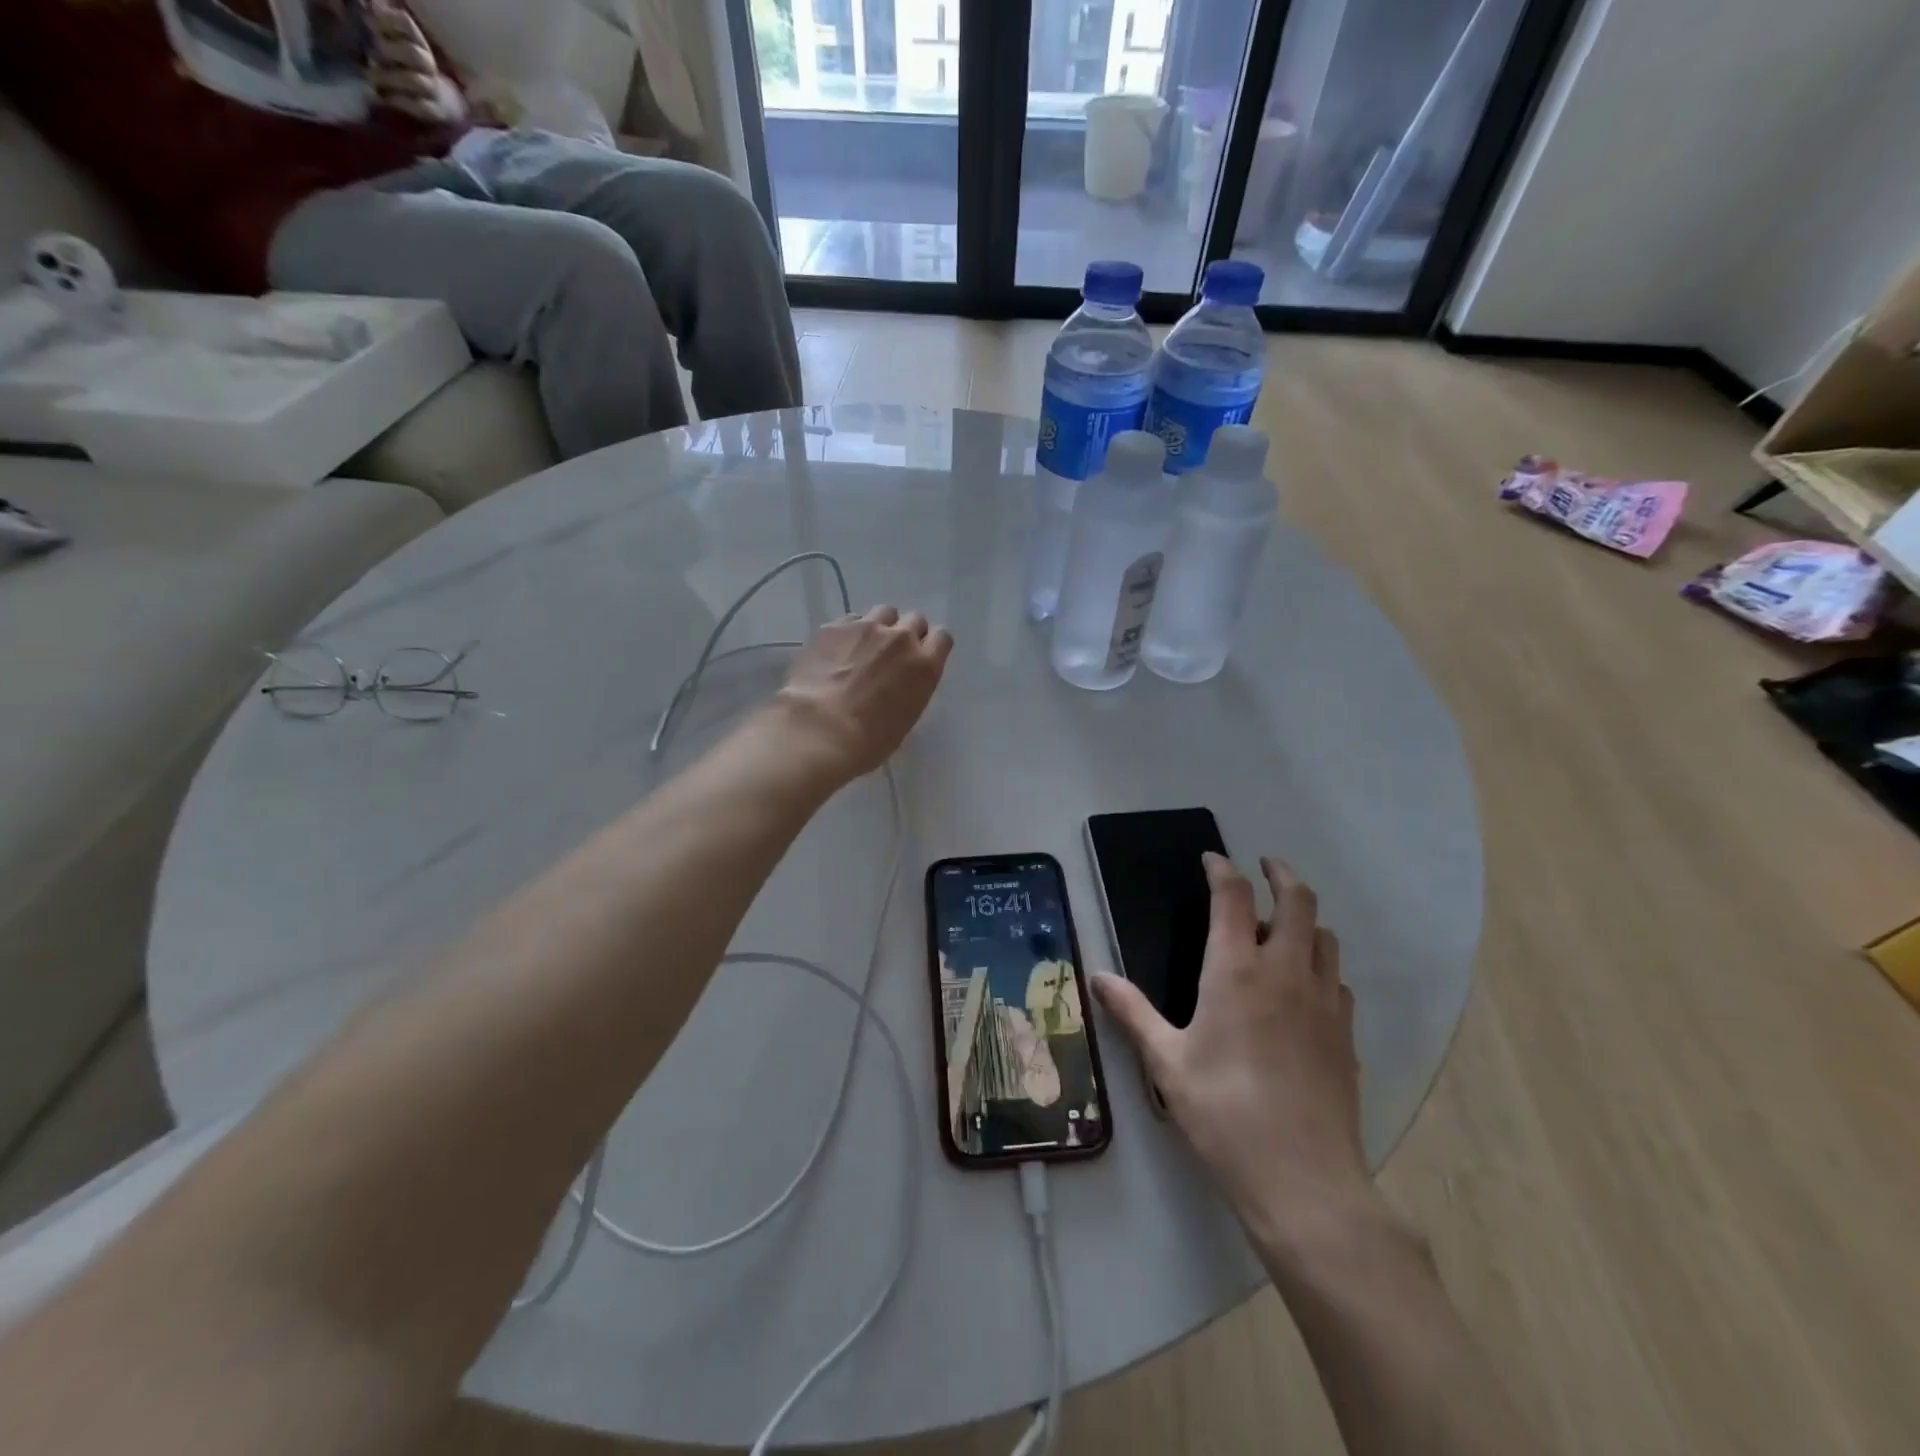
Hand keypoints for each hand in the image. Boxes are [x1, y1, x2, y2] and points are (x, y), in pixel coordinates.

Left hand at [364, 1, 466, 123]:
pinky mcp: (434, 111)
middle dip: (388, 52)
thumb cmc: (403, 65)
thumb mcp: (392, 41)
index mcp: (418, 42)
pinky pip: (419, 106)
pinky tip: (383, 97)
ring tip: (371, 78)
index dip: (387, 21)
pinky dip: (397, 100)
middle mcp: (428, 64)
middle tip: (372, 56)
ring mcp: (433, 89)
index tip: (370, 25)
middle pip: (413, 54)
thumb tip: (367, 13)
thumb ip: (380, 28)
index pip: (406, 23)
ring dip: (389, 78)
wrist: (437, 100)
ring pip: (415, 81)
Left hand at [775, 607, 951, 780]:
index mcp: (925, 666)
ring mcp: (867, 627)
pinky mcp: (835, 626)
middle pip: (914, 620)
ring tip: (863, 647)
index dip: (930, 646)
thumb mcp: (906, 718)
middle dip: (906, 633)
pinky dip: (849, 631)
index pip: (942, 638)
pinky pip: (851, 619)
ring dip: (879, 627)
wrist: (821, 730)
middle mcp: (902, 639)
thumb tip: (900, 681)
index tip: (920, 656)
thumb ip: (911, 688)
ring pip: (883, 613)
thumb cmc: (869, 741)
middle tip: (890, 654)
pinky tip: (837, 651)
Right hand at [1093, 854, 1375, 1248]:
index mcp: (1236, 970)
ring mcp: (1324, 1001)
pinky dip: (1322, 965)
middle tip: (1265, 865)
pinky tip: (1306, 988)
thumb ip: (1132, 1013)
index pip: (1233, 897)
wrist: (1303, 1180)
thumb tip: (1097, 978)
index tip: (1211, 859)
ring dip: (1305, 919)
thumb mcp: (1166, 1062)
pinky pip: (1338, 980)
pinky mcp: (1347, 1033)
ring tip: (1283, 926)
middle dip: (1281, 873)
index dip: (1222, 869)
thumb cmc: (1223, 1113)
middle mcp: (1286, 971)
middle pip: (1298, 900)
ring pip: (1326, 937)